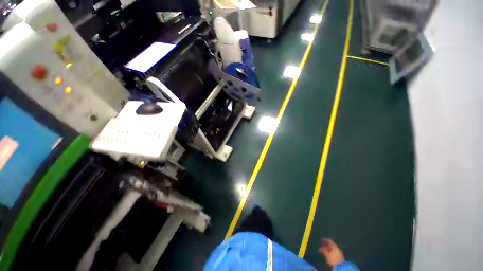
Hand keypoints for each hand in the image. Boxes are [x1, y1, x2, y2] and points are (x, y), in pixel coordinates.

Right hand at [318, 238, 344, 266]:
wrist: (341, 267)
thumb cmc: (333, 260)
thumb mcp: (327, 255)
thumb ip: (323, 251)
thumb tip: (320, 248)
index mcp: (334, 246)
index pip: (329, 241)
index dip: (325, 240)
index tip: (322, 240)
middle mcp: (337, 248)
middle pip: (331, 245)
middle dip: (327, 245)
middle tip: (323, 246)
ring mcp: (340, 252)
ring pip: (333, 248)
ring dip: (329, 249)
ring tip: (326, 251)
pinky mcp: (341, 256)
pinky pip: (335, 252)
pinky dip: (332, 251)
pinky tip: (330, 255)